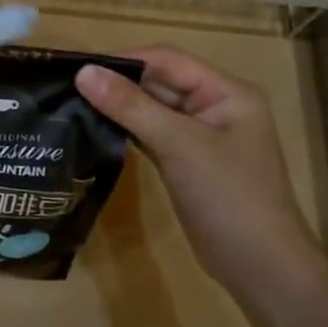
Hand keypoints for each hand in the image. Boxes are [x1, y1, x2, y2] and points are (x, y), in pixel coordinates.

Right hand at [77, 47, 324, 294]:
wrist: (260, 266)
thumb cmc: (227, 196)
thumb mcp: (178, 145)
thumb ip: (131, 106)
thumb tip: (84, 72)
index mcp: (226, 92)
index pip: (168, 60)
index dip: (124, 59)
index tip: (78, 66)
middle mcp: (216, 107)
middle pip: (160, 83)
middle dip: (118, 84)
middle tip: (68, 87)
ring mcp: (202, 138)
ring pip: (154, 111)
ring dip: (120, 108)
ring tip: (73, 105)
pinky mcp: (188, 163)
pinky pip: (153, 136)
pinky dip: (128, 132)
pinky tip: (96, 132)